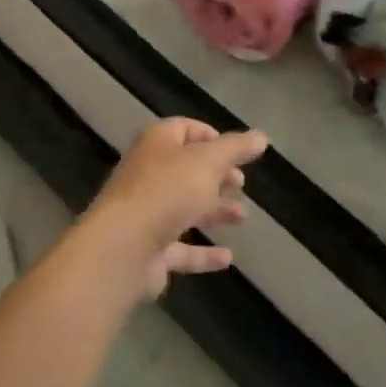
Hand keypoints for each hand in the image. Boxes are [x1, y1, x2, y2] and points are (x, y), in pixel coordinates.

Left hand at [85, 118, 267, 299]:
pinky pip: (181, 248)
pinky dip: (204, 252)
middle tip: (241, 182)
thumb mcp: (208, 162)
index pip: (183, 129)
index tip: (236, 151)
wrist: (123, 246)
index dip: (210, 136)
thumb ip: (235, 149)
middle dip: (215, 175)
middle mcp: (148, 173)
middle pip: (185, 169)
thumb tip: (261, 136)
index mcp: (157, 143)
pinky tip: (228, 258)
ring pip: (184, 207)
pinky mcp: (149, 249)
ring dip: (214, 210)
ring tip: (242, 216)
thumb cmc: (167, 190)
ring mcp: (146, 212)